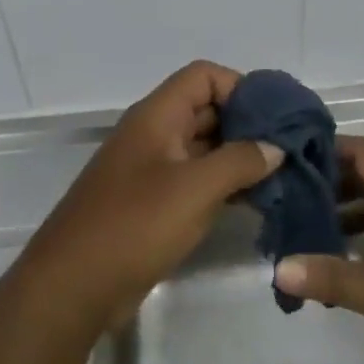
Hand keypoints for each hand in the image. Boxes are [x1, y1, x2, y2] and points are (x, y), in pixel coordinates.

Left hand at [22, 61, 281, 333]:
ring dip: (240, 157)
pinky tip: (256, 201)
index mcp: (157, 116)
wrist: (73, 287)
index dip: (241, 87)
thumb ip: (240, 161)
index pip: (204, 77)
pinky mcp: (154, 203)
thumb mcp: (195, 188)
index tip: (276, 118)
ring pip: (204, 147)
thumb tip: (275, 147)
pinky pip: (196, 180)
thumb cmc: (134, 225)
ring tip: (282, 176)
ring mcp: (153, 170)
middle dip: (248, 124)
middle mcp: (154, 134)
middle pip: (207, 109)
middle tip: (290, 148)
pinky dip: (225, 184)